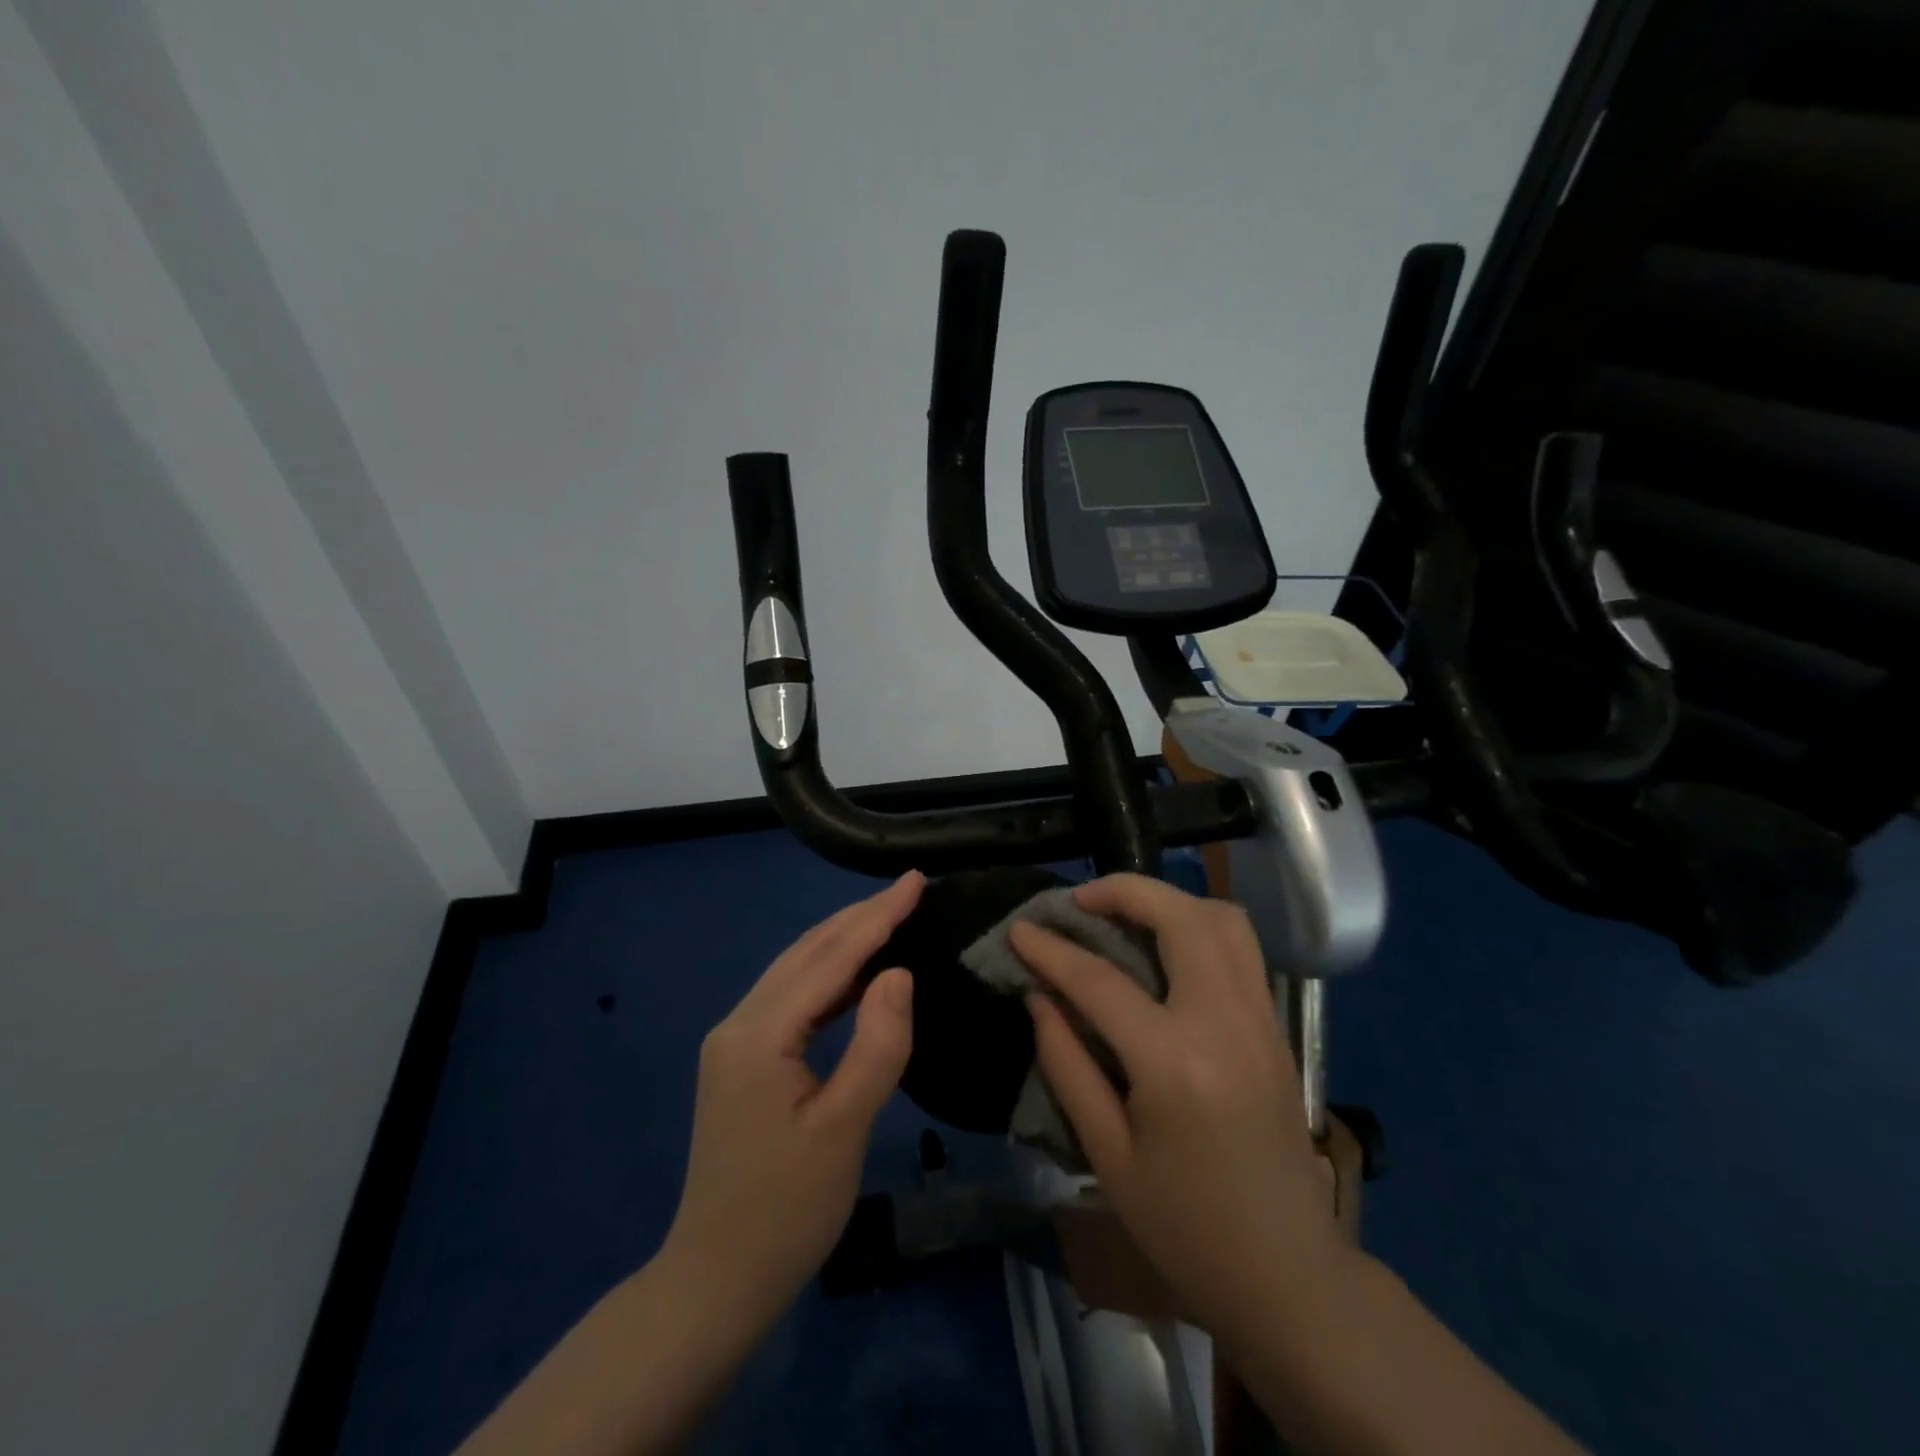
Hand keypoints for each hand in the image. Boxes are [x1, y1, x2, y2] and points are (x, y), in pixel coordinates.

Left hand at [662, 871, 923, 1328]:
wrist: (715, 1282)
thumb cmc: (786, 1211)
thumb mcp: (844, 1129)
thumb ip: (877, 1044)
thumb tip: (899, 972)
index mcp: (759, 1034)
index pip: (829, 958)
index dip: (877, 916)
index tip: (916, 881)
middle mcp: (739, 1023)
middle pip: (807, 953)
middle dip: (860, 917)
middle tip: (910, 889)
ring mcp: (735, 1041)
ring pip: (796, 971)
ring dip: (844, 941)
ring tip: (891, 917)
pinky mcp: (742, 1060)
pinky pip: (792, 999)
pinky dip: (829, 977)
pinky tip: (858, 975)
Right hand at [1011, 874, 1346, 1347]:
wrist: (1289, 1276)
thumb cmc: (1184, 1228)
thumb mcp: (1107, 1156)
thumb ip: (1067, 1065)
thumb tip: (1039, 997)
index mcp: (1174, 1063)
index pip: (1100, 980)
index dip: (1051, 949)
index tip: (1019, 929)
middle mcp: (1225, 1022)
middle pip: (1179, 917)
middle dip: (1123, 891)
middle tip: (1079, 901)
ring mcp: (1260, 1020)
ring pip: (1223, 919)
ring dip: (1169, 900)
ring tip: (1123, 913)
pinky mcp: (1276, 1027)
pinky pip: (1241, 948)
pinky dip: (1199, 925)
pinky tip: (1166, 948)